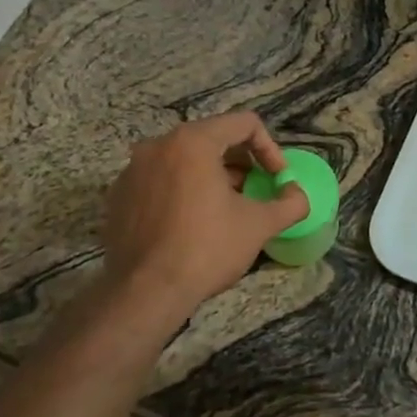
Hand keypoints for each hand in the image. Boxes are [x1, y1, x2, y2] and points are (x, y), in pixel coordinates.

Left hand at [101, 112, 308, 319]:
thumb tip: (298, 195)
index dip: (270, 148)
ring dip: (211, 177)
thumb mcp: (259, 225)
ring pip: (183, 160)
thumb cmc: (206, 249)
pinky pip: (159, 180)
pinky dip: (182, 191)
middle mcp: (158, 145)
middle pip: (212, 138)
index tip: (277, 178)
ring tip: (225, 209)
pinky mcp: (119, 195)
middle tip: (255, 192)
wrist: (145, 292)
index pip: (244, 123)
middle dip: (240, 163)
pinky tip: (191, 224)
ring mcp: (133, 170)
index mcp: (193, 141)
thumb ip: (289, 203)